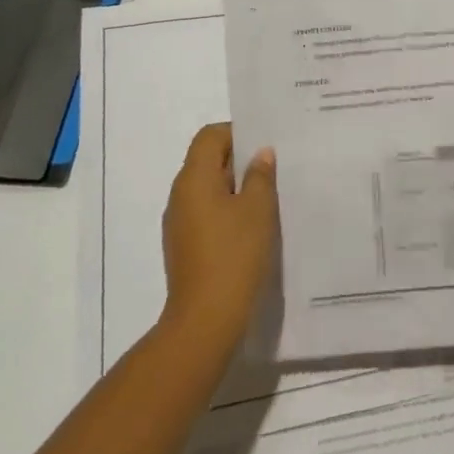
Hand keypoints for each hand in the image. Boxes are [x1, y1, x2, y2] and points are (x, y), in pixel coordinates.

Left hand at [160, 124, 278, 349]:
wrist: (206, 320)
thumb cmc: (234, 255)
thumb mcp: (258, 210)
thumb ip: (260, 176)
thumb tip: (260, 154)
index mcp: (194, 178)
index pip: (210, 136)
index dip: (237, 133)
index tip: (265, 146)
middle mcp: (180, 195)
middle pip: (207, 161)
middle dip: (239, 161)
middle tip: (274, 169)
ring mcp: (179, 223)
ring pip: (208, 189)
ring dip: (236, 188)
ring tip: (268, 198)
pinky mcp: (184, 247)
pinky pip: (207, 214)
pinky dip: (227, 211)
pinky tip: (252, 228)